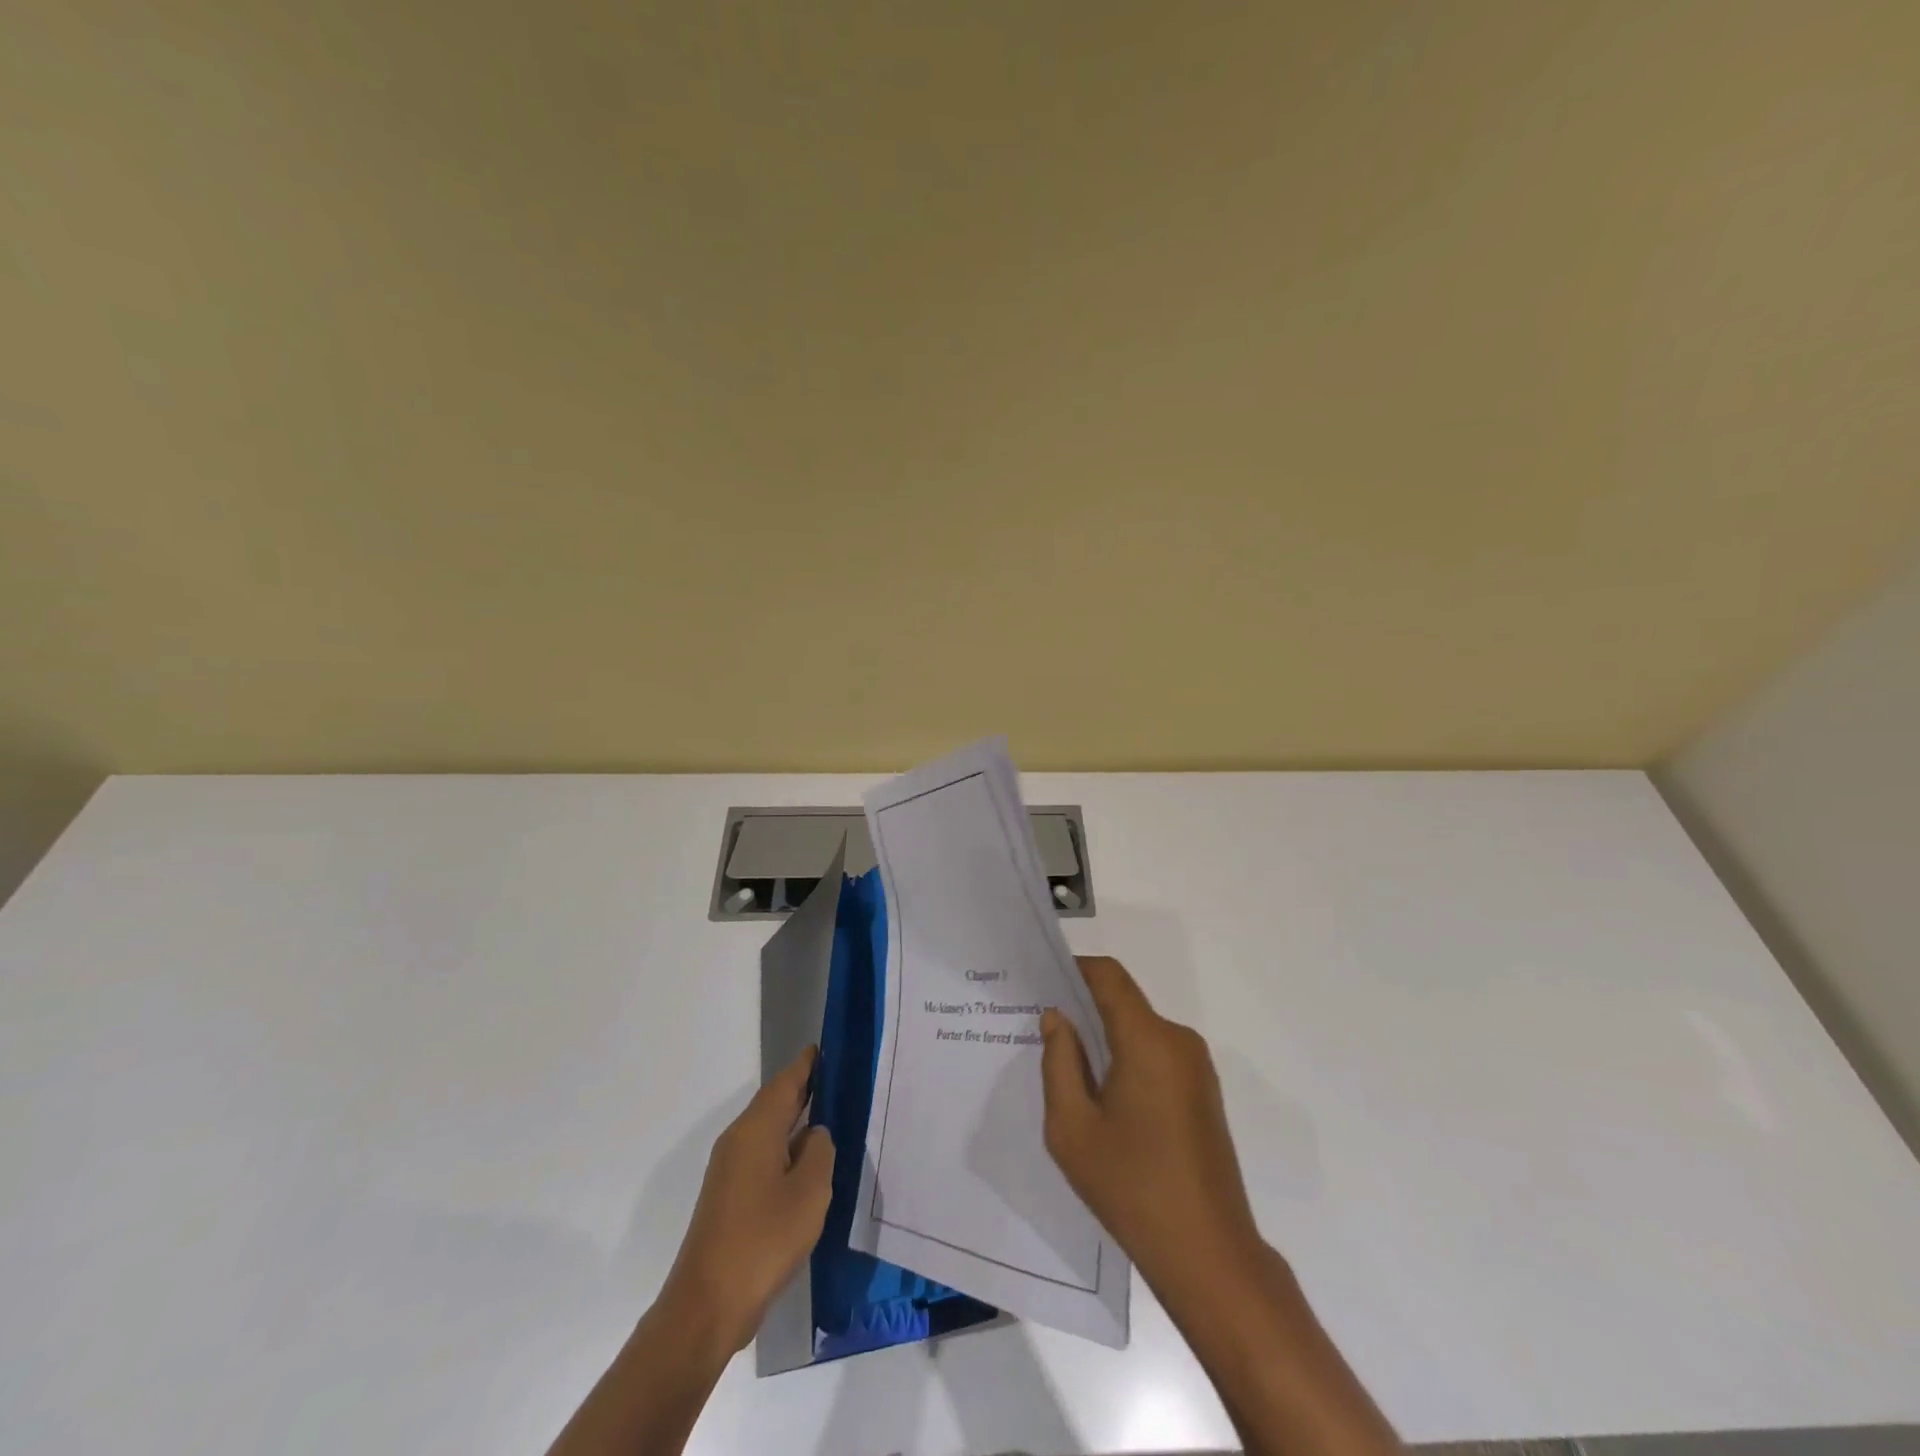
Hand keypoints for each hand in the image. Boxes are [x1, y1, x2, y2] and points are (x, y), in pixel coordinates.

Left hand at [657, 1046, 835, 1357]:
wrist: (706, 1307)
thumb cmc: (763, 1240)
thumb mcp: (809, 1192)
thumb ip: (820, 1152)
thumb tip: (815, 1136)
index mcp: (756, 1130)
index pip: (786, 1082)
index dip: (808, 1064)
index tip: (829, 1049)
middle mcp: (738, 1141)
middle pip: (775, 1103)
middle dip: (805, 1090)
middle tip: (841, 1080)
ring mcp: (730, 1170)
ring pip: (770, 1131)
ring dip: (797, 1122)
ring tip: (834, 1117)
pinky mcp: (730, 1198)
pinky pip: (764, 1157)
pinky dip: (787, 1149)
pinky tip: (809, 1165)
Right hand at [1040, 957, 1261, 1303]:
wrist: (1210, 1255)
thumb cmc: (1132, 1188)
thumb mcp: (1072, 1128)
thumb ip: (1059, 1062)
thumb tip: (1057, 1018)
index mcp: (1148, 1041)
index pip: (1109, 976)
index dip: (1074, 969)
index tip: (1041, 980)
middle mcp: (1178, 1041)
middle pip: (1124, 1002)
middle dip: (1084, 1007)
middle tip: (1042, 1029)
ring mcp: (1197, 1067)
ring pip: (1140, 1029)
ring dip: (1105, 1037)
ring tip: (1067, 1067)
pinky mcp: (1203, 1092)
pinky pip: (1157, 1054)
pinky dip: (1127, 1058)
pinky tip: (1103, 1096)